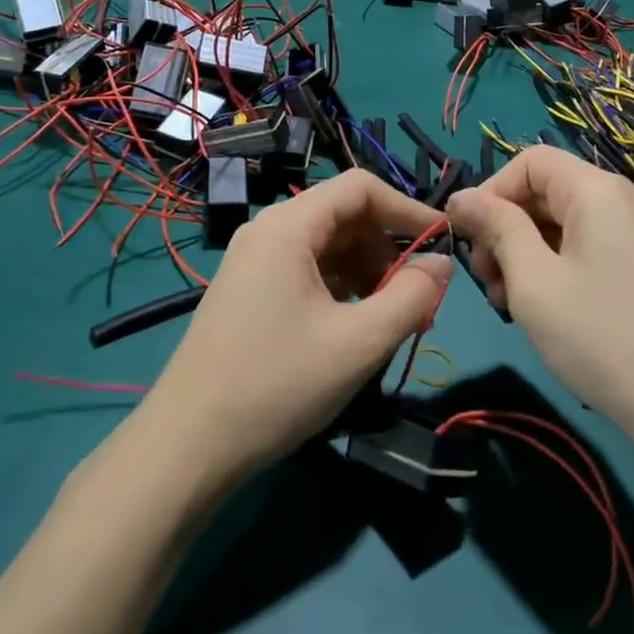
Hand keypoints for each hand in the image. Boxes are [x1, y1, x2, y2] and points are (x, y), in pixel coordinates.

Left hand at [138, 170, 452, 488]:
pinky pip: (307, 272)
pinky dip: (341, 290)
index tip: (444, 243)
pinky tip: (354, 329)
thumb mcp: (359, 343)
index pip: (360, 188)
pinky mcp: (249, 291)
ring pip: (328, 248)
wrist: (189, 445)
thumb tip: (441, 265)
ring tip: (393, 323)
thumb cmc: (277, 385)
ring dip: (368, 275)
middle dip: (388, 252)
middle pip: (344, 217)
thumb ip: (410, 297)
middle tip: (420, 302)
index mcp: (289, 226)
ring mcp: (254, 262)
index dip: (407, 209)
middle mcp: (268, 231)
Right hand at [446, 147, 633, 458]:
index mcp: (597, 191)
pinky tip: (542, 309)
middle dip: (505, 227)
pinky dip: (553, 267)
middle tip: (487, 280)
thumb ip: (496, 228)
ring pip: (561, 223)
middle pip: (545, 191)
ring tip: (509, 302)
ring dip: (524, 252)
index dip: (491, 191)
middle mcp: (621, 200)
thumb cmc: (601, 338)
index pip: (529, 161)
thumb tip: (460, 197)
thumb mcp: (533, 280)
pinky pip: (585, 247)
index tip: (467, 238)